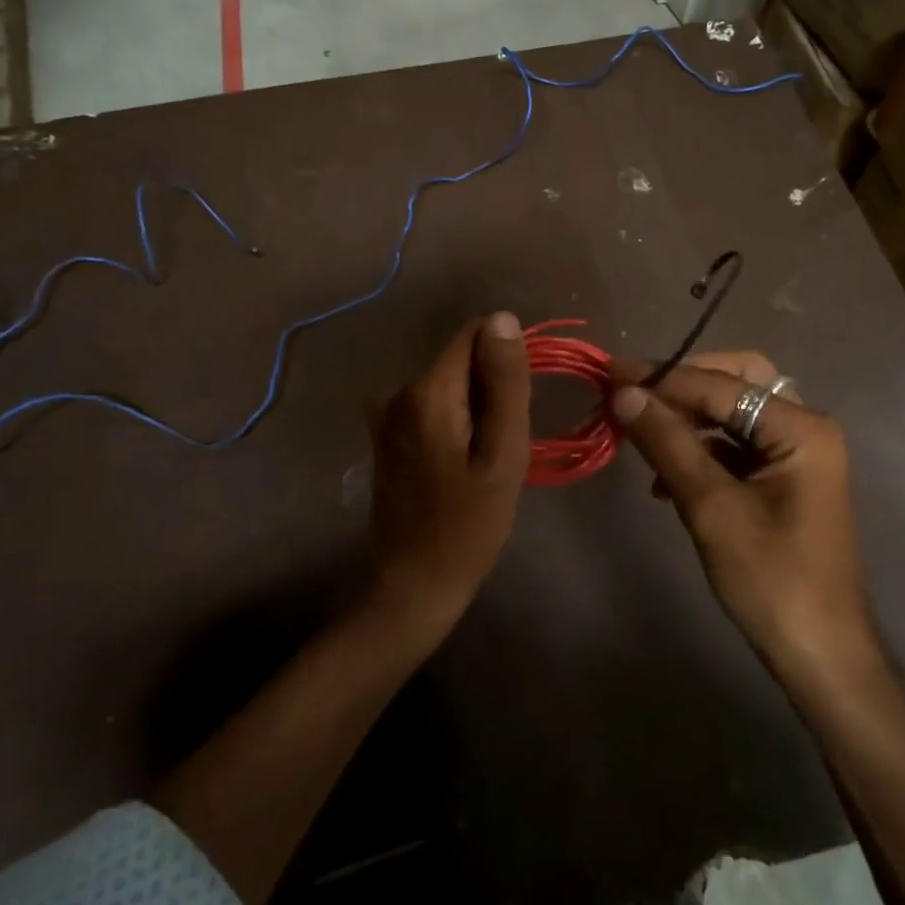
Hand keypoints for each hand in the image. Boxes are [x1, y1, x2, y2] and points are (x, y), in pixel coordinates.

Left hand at [366, 312, 530, 639]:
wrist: (415, 584)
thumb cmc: (469, 524)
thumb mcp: (503, 453)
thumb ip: (505, 383)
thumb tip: (503, 319)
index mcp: (427, 391)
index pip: (474, 334)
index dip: (505, 358)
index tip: (518, 402)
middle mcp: (399, 392)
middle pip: (460, 360)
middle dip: (490, 386)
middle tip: (502, 442)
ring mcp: (387, 415)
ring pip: (448, 384)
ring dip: (474, 407)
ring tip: (483, 458)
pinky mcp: (386, 436)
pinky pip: (432, 407)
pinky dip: (454, 422)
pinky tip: (460, 463)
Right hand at [610, 353, 876, 679]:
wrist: (821, 657)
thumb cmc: (771, 580)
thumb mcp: (711, 507)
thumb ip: (667, 443)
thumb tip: (624, 393)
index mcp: (801, 428)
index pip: (720, 385)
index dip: (662, 378)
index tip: (610, 374)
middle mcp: (804, 429)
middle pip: (735, 382)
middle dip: (682, 388)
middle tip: (634, 398)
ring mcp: (796, 455)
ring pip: (732, 414)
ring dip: (686, 421)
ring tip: (641, 439)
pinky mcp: (782, 480)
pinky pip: (735, 445)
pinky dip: (699, 451)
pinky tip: (665, 481)